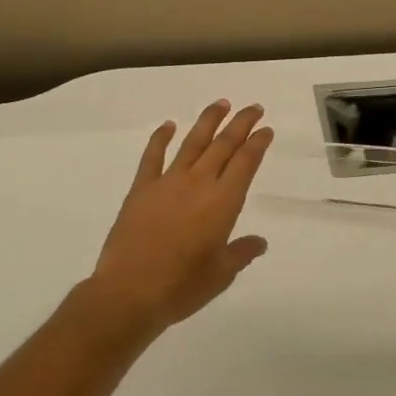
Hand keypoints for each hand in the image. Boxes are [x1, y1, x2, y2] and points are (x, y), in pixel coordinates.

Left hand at [85, 101, 274, 334]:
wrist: (129, 292)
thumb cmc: (182, 286)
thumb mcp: (221, 274)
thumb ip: (241, 253)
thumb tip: (259, 242)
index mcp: (223, 202)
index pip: (246, 163)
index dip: (258, 143)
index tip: (266, 129)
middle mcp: (199, 184)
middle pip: (224, 145)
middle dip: (241, 123)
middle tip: (253, 107)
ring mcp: (168, 182)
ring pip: (192, 142)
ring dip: (208, 121)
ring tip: (220, 104)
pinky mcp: (142, 189)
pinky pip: (153, 156)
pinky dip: (161, 138)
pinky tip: (168, 125)